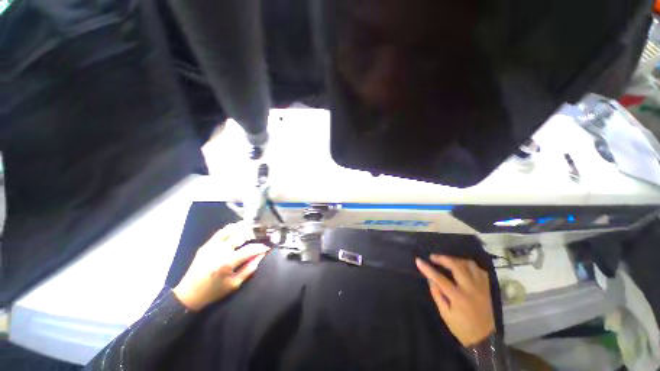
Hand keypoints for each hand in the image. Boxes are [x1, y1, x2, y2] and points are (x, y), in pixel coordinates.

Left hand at [173, 223, 269, 310]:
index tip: (267, 248)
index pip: (249, 250)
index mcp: (226, 263)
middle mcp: (219, 251)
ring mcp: (211, 246)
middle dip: (253, 234)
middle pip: (240, 236)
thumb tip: (261, 256)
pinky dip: (231, 228)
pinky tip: (238, 227)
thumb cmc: (214, 291)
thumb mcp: (234, 284)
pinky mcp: (206, 245)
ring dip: (243, 227)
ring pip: (230, 230)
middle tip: (260, 235)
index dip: (260, 247)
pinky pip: (220, 232)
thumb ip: (249, 268)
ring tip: (252, 227)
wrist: (189, 294)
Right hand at [416, 255, 494, 346]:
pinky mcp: (487, 288)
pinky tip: (463, 266)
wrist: (485, 339)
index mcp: (458, 297)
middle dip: (442, 258)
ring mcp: (481, 287)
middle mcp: (470, 289)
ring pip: (469, 264)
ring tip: (447, 260)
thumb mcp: (445, 314)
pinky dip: (470, 265)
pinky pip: (479, 270)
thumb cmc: (462, 328)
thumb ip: (437, 295)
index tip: (418, 260)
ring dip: (456, 259)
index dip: (427, 268)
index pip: (439, 278)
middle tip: (433, 257)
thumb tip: (430, 279)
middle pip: (456, 266)